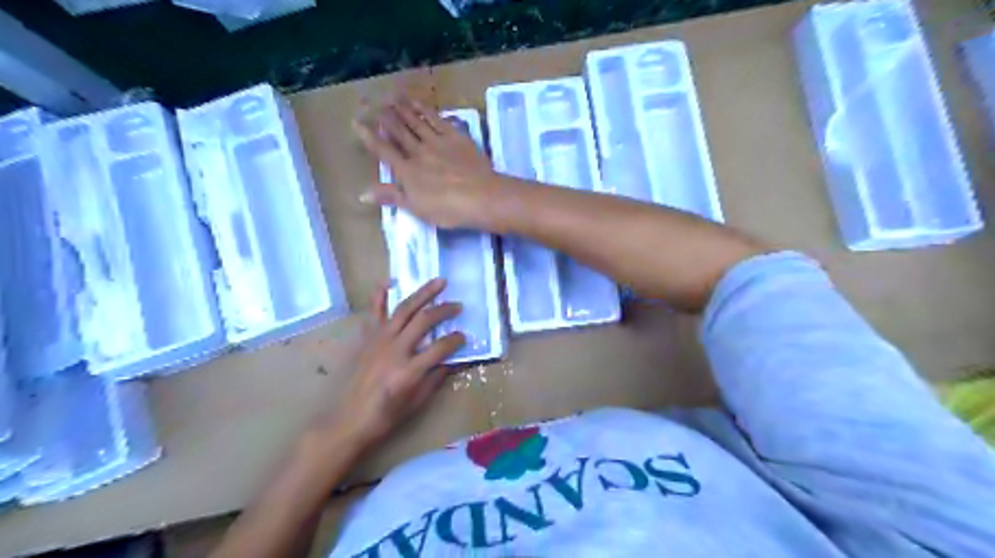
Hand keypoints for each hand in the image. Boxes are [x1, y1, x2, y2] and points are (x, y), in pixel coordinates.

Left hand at [324, 278, 469, 453]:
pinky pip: (375, 313)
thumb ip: (434, 379)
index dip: (456, 340)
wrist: (346, 421)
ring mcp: (379, 341)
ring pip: (404, 309)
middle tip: (458, 305)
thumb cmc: (383, 418)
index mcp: (409, 370)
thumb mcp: (415, 403)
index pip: (441, 347)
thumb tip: (450, 362)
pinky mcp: (366, 339)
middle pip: (424, 320)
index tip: (464, 337)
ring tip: (439, 282)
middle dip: (444, 310)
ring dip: (423, 293)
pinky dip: (380, 296)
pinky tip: (389, 282)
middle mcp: (395, 349)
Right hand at [354, 96, 502, 227]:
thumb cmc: (448, 209)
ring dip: (402, 108)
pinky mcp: (456, 136)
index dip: (369, 136)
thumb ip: (390, 197)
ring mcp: (437, 142)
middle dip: (383, 115)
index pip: (383, 150)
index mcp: (407, 171)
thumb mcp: (416, 208)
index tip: (357, 122)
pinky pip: (437, 120)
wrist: (481, 196)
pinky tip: (418, 103)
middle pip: (398, 130)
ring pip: (415, 121)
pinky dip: (425, 110)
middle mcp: (418, 152)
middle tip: (371, 100)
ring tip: (391, 96)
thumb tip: (361, 193)